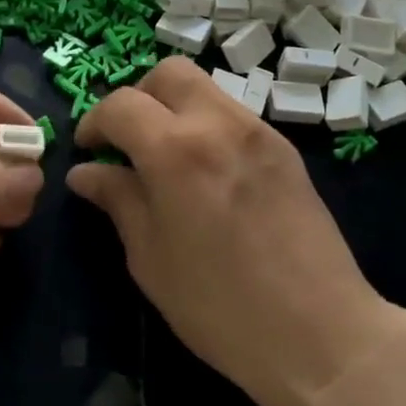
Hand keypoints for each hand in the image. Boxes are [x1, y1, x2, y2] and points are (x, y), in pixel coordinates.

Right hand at [66, 58, 405, 405]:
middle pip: (169, 73)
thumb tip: (85, 172)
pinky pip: (234, 116)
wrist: (320, 333)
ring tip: (167, 159)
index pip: (121, 105)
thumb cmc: (219, 306)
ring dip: (175, 109)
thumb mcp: (151, 258)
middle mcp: (219, 124)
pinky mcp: (285, 149)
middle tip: (128, 141)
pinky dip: (208, 127)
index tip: (88, 151)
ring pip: (205, 89)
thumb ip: (118, 201)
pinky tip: (207, 175)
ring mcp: (259, 132)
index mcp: (176, 150)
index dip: (94, 122)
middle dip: (138, 97)